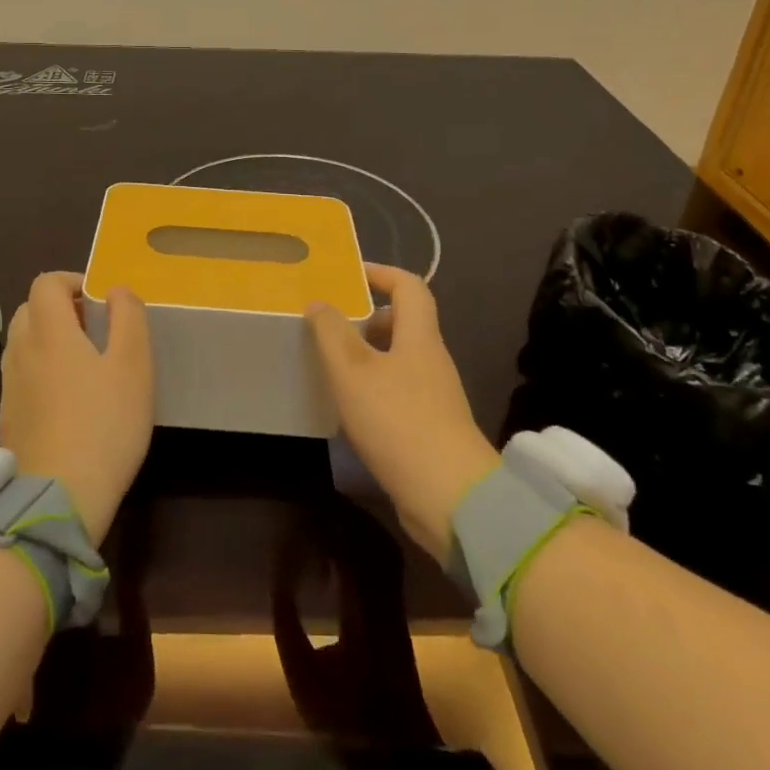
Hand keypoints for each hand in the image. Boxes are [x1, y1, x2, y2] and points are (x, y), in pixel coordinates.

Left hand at [0, 272, 153, 541]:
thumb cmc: (104, 424)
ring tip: (85, 363)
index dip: (72, 281)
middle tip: (95, 329)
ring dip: (49, 339)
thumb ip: (129, 317)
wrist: (57, 498)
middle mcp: (21, 350)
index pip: (45, 283)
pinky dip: (41, 369)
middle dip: (61, 309)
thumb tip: (116, 289)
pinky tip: (68, 399)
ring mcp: (10, 386)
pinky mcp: (8, 417)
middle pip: (31, 309)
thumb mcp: (133, 365)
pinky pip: (21, 374)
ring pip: (24, 342)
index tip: (100, 301)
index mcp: (49, 331)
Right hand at [306, 264, 499, 563]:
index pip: (409, 286)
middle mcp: (432, 360)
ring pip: (399, 359)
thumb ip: (332, 332)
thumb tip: (320, 302)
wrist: (450, 497)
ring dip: (367, 354)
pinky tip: (349, 407)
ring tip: (331, 364)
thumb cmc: (398, 421)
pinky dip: (373, 386)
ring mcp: (435, 396)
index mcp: (420, 337)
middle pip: (404, 323)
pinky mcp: (431, 427)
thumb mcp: (353, 371)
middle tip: (330, 325)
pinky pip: (399, 390)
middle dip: (367, 318)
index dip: (381, 272)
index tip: (348, 274)